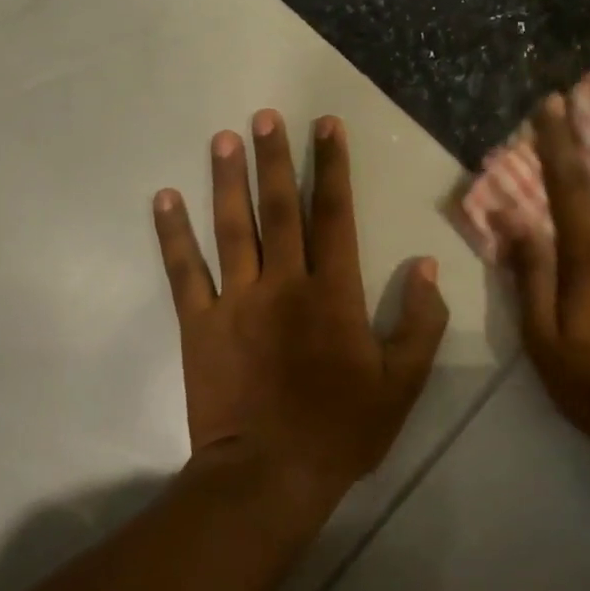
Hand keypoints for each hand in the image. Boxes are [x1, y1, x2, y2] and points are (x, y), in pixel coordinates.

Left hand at [152, 110, 449, 501]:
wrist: (270, 474)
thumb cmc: (342, 428)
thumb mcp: (402, 382)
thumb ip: (420, 321)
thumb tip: (425, 265)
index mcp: (334, 292)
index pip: (335, 214)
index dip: (333, 167)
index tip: (326, 126)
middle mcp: (284, 283)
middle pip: (280, 208)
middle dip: (276, 158)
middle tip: (266, 116)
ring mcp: (237, 301)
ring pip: (232, 228)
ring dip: (228, 180)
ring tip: (223, 138)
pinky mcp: (200, 325)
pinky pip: (184, 271)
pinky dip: (173, 234)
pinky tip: (165, 198)